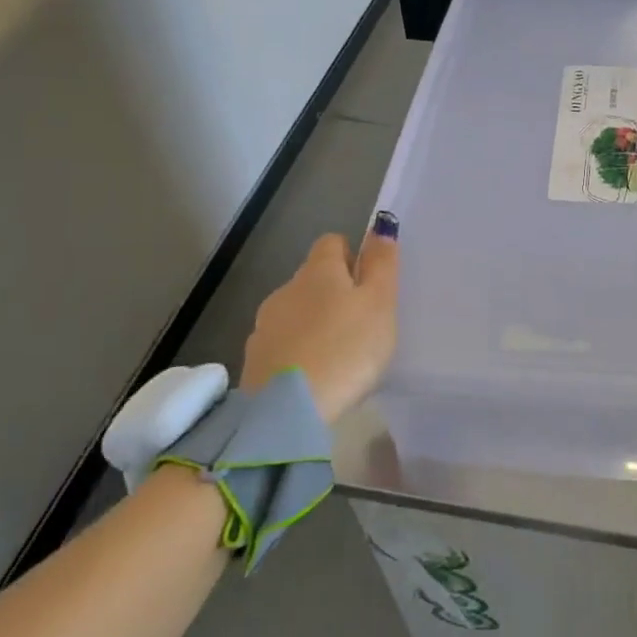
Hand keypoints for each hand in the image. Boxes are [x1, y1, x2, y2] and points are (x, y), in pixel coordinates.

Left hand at [241, 211, 399, 423]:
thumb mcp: (380, 303)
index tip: (369, 285)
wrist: (289, 410)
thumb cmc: (347, 348)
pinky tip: (316, 375)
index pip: (332, 243)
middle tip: (361, 323)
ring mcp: (264, 326)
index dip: (352, 256)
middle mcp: (285, 290)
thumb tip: (381, 226)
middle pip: (312, 279)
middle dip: (334, 293)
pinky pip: (283, 344)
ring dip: (314, 323)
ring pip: (296, 312)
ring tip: (339, 354)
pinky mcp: (254, 360)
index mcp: (318, 271)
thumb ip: (381, 264)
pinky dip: (299, 351)